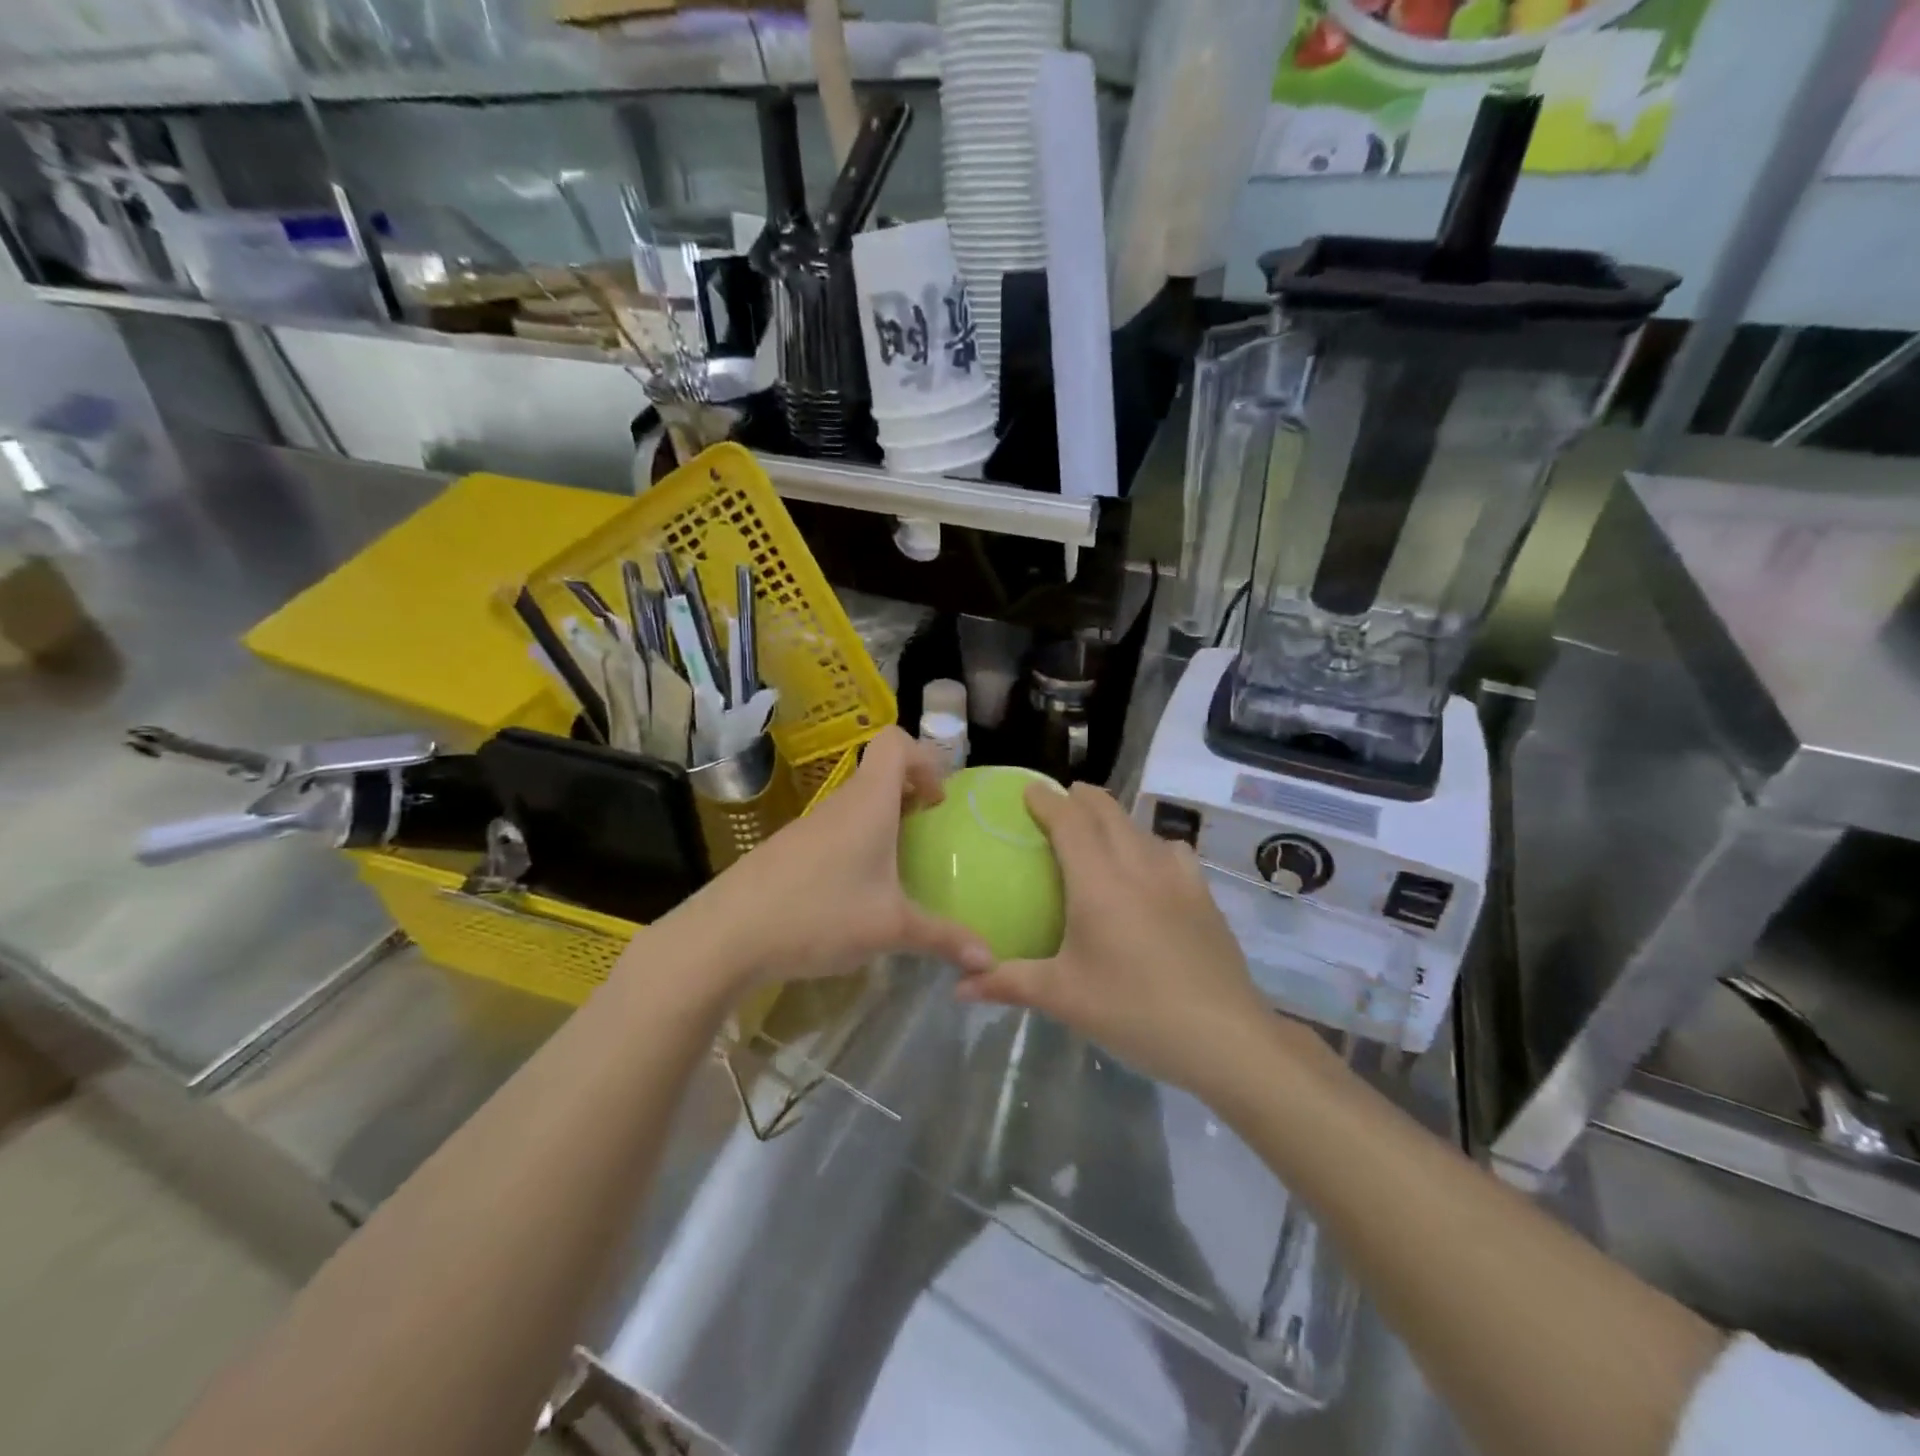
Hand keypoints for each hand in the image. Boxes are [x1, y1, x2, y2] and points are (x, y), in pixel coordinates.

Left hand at [679, 727, 995, 994]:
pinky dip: (853, 848)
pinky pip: (832, 833)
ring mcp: (807, 827)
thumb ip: (943, 938)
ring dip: (880, 825)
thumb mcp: (890, 929)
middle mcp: (838, 805)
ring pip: (853, 806)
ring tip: (895, 872)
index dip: (924, 759)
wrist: (726, 935)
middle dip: (908, 797)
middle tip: (926, 837)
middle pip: (877, 775)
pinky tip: (853, 895)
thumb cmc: (819, 915)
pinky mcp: (786, 851)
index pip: (895, 742)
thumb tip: (990, 960)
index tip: (936, 801)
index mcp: (868, 803)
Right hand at [957, 782, 1274, 1092]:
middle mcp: (1138, 865)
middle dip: (1080, 798)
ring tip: (1099, 833)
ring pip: (1141, 828)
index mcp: (1098, 881)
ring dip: (1115, 819)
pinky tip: (1150, 870)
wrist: (1223, 1037)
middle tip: (1059, 802)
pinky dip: (1151, 845)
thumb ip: (1008, 983)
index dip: (1046, 800)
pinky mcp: (1203, 896)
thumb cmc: (1133, 1010)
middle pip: (1107, 811)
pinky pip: (1172, 851)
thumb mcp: (1063, 998)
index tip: (1027, 790)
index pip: (1069, 820)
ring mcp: (1177, 878)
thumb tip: (958, 986)